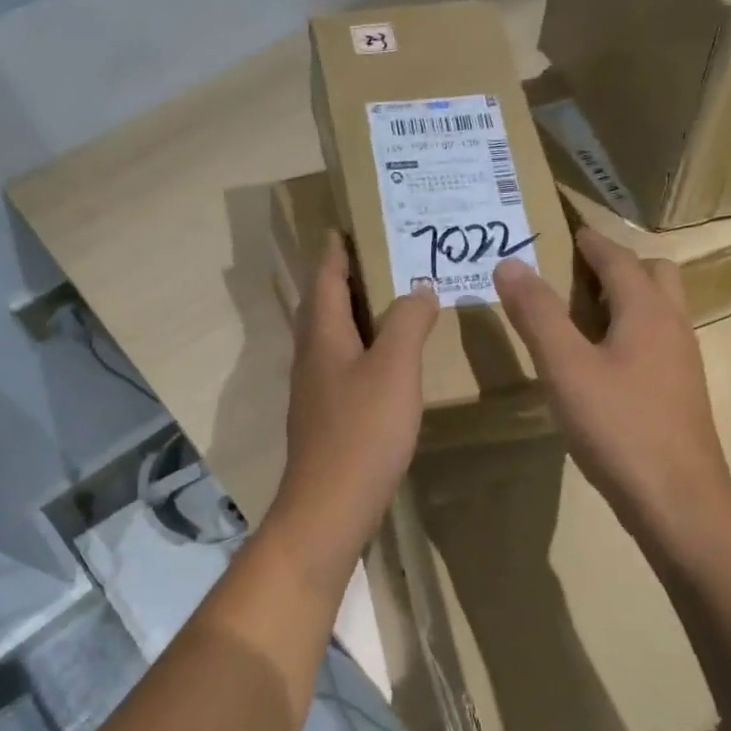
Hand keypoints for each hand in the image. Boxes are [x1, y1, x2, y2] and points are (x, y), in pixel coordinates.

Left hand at [269, 233, 438, 590]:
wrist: (330, 505)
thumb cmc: (362, 431)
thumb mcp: (395, 368)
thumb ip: (408, 323)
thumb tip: (419, 289)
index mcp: (322, 335)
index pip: (325, 277)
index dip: (335, 250)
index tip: (345, 225)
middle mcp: (311, 356)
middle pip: (323, 305)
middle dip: (345, 278)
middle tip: (380, 258)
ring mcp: (314, 390)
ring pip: (332, 338)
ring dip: (355, 315)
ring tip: (390, 303)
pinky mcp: (325, 417)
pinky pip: (342, 366)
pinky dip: (362, 349)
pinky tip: (387, 362)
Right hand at [494, 227, 730, 557]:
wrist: (677, 498)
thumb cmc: (619, 426)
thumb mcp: (565, 368)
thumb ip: (537, 314)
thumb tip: (510, 264)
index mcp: (646, 311)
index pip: (619, 259)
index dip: (593, 242)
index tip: (573, 230)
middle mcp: (673, 326)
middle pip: (655, 275)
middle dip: (620, 264)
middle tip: (580, 271)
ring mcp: (682, 361)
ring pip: (661, 309)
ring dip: (630, 296)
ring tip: (587, 310)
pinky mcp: (680, 392)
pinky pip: (659, 340)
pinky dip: (634, 330)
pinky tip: (606, 360)